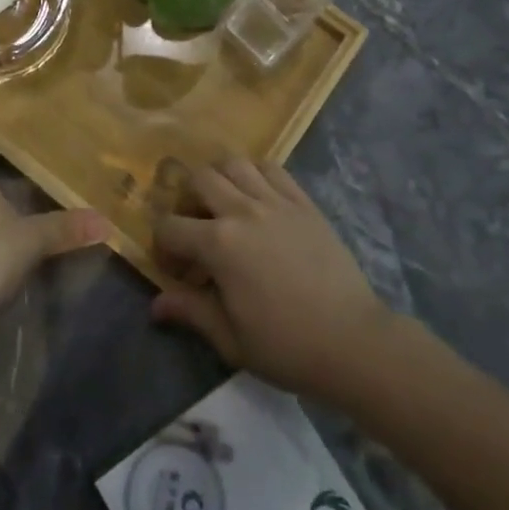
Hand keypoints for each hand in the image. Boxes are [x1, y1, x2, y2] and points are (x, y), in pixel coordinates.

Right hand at [151, 161, 392, 402]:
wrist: (353, 341)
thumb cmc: (287, 347)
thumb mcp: (231, 339)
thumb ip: (191, 311)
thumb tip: (155, 305)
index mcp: (219, 244)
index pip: (170, 227)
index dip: (163, 246)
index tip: (174, 269)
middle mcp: (242, 210)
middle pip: (199, 179)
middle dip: (186, 200)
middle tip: (195, 228)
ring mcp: (275, 201)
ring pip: (234, 163)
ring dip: (219, 177)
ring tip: (223, 203)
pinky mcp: (303, 201)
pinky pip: (271, 168)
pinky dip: (256, 173)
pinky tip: (257, 196)